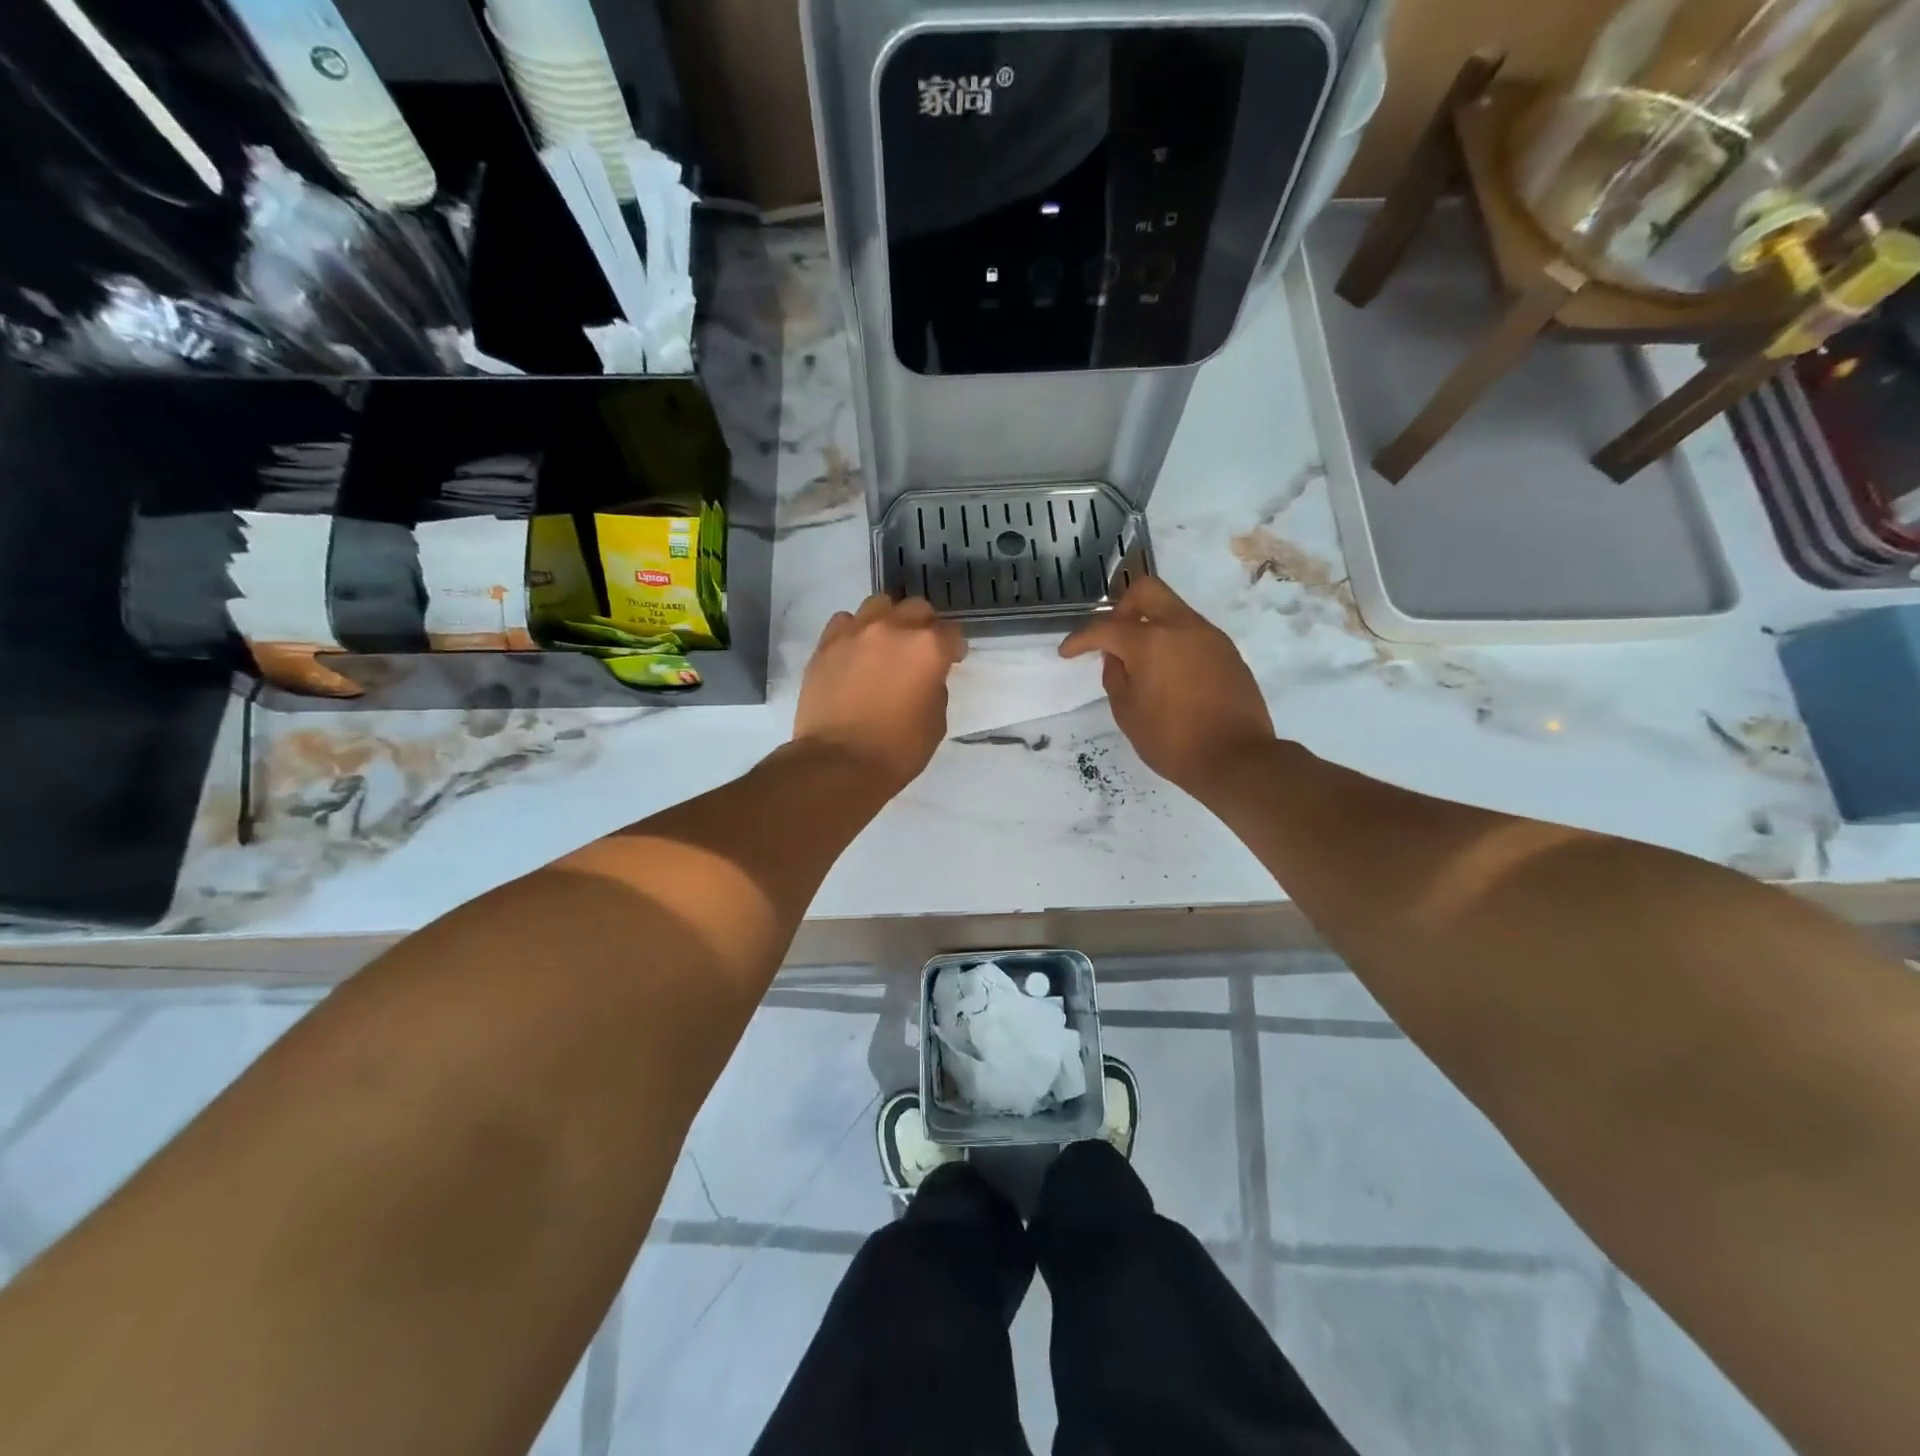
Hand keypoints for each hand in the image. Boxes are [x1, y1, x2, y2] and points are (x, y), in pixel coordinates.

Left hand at [794, 595, 965, 791]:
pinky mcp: (826, 644)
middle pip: (916, 608)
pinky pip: (844, 622)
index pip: (951, 633)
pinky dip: (854, 632)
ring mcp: (855, 632)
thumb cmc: (897, 749)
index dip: (953, 648)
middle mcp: (893, 628)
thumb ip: (935, 687)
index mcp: (928, 647)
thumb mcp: (935, 722)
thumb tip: (925, 676)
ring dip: (888, 621)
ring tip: (884, 644)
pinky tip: (855, 652)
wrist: (839, 763)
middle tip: (918, 651)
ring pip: (878, 605)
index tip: (951, 661)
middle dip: (923, 626)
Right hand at [1061, 577, 1274, 797]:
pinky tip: (1169, 674)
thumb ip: (1115, 677)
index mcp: (1150, 641)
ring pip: (1173, 610)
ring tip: (1141, 662)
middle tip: (1112, 637)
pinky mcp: (1228, 652)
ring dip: (1151, 626)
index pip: (1106, 628)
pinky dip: (1173, 642)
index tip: (1068, 652)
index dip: (1081, 639)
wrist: (1235, 758)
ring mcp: (1209, 636)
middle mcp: (1181, 627)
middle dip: (1121, 608)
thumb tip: (1117, 657)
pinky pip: (1192, 633)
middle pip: (1146, 591)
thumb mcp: (1127, 713)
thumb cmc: (1172, 740)